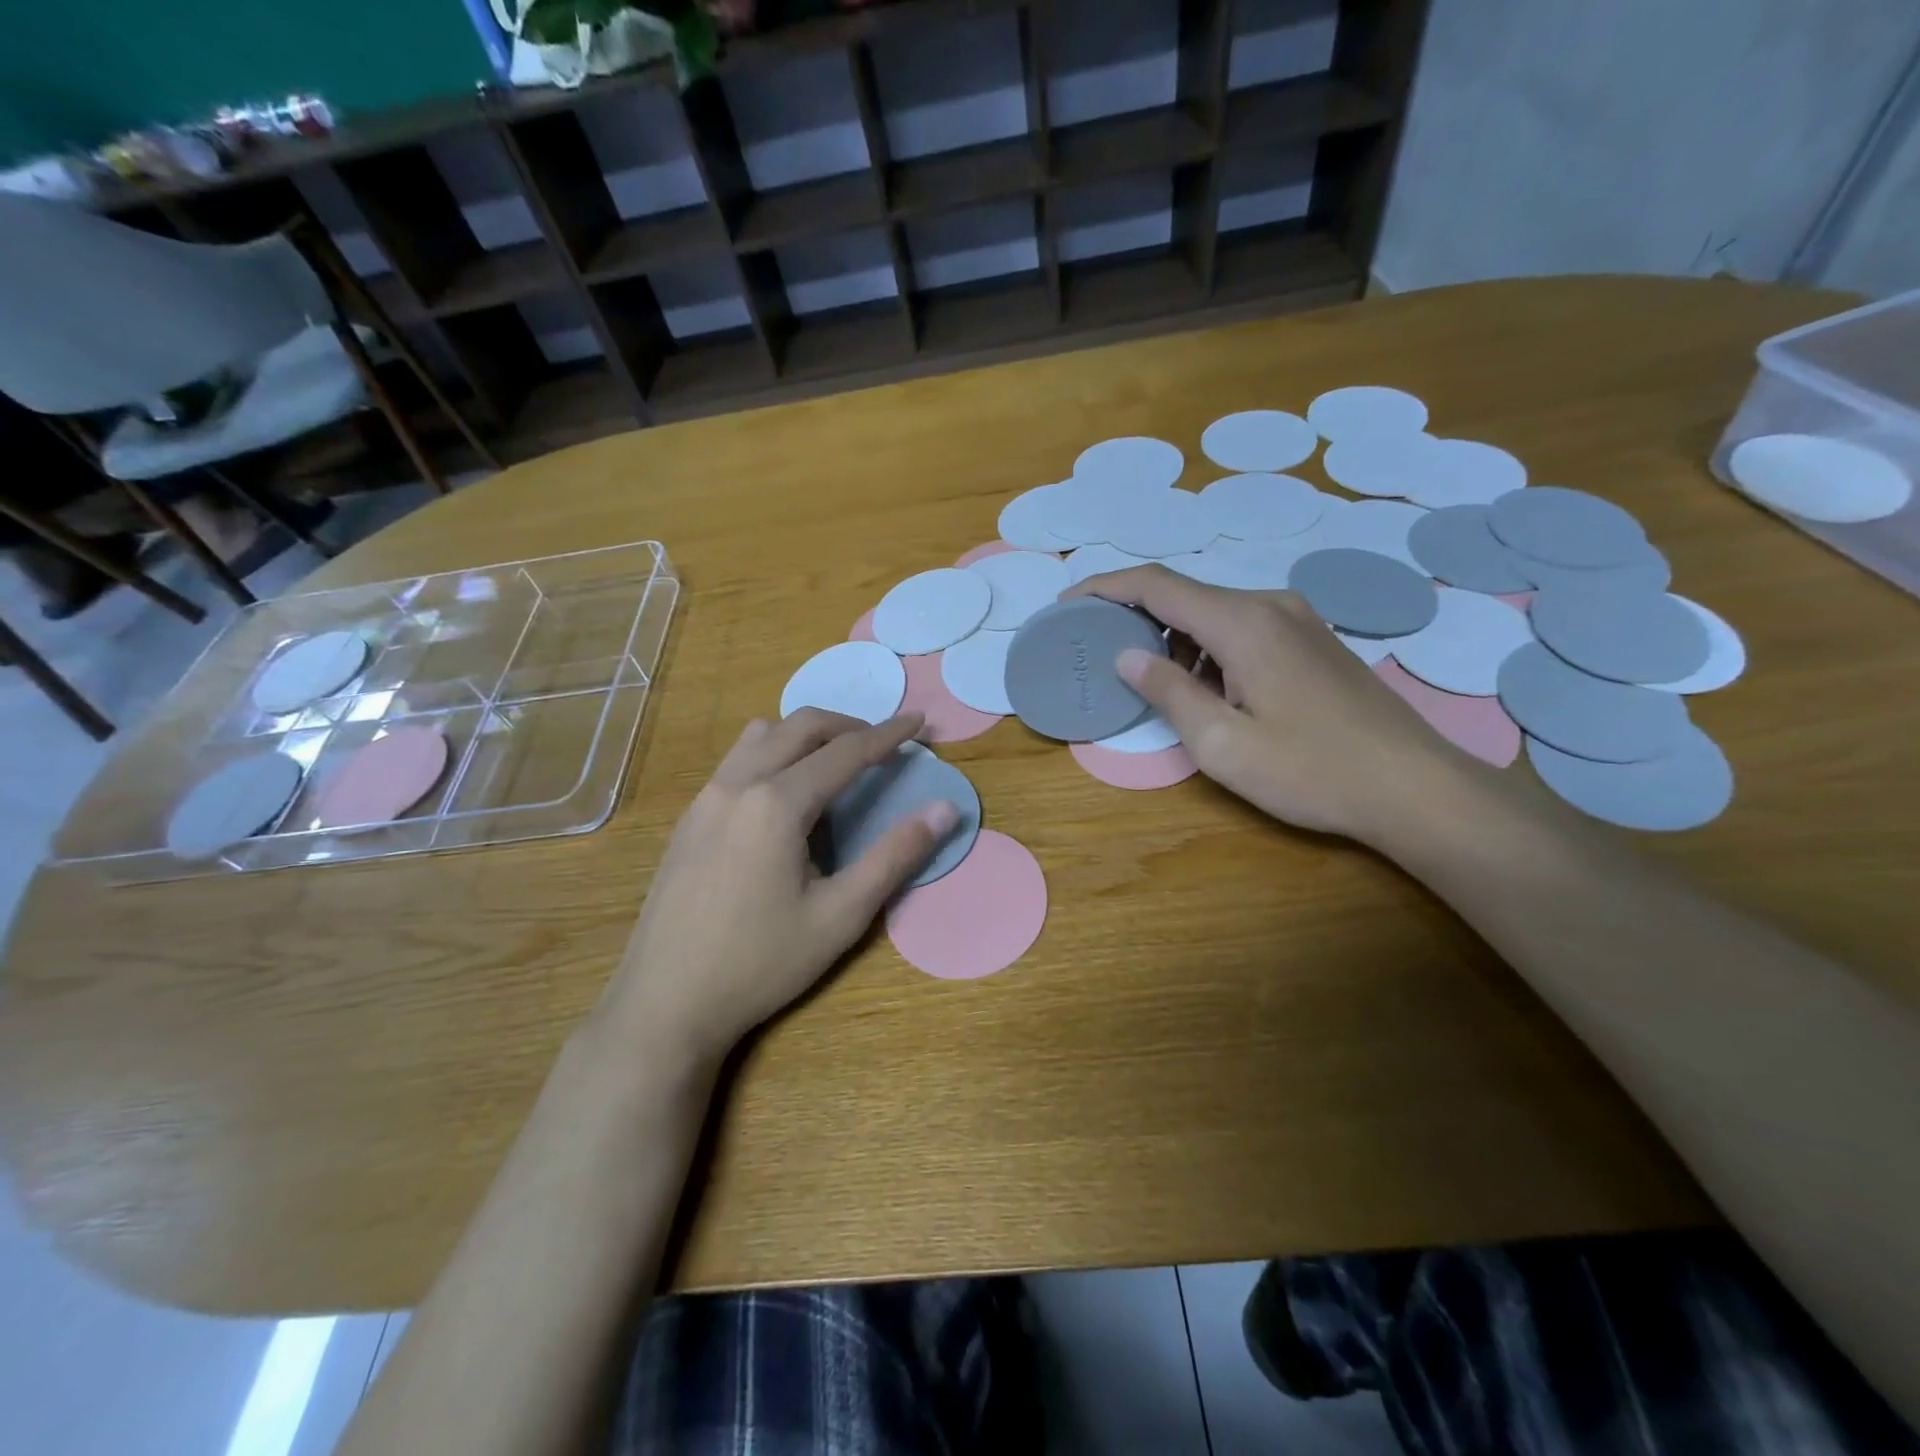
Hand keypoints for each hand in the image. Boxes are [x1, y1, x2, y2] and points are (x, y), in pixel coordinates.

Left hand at [600, 710, 957, 1064]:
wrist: (665, 1003)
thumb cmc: (760, 963)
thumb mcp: (840, 916)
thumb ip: (894, 856)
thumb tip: (944, 809)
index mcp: (778, 803)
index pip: (846, 751)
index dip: (889, 735)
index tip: (919, 721)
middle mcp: (738, 784)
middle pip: (800, 727)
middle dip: (848, 726)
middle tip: (883, 745)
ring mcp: (706, 798)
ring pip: (762, 736)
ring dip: (806, 735)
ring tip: (835, 763)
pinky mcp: (689, 819)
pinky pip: (737, 761)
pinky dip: (773, 754)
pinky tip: (784, 797)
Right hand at [1068, 566, 1474, 843]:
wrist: (1415, 788)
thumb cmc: (1311, 771)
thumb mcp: (1223, 744)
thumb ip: (1169, 692)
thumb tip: (1127, 656)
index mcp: (1243, 623)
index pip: (1156, 586)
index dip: (1105, 588)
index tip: (1068, 603)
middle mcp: (1270, 605)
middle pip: (1185, 596)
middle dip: (1137, 619)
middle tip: (1103, 654)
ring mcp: (1298, 620)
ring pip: (1214, 614)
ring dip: (1176, 640)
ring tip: (1156, 685)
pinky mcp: (1313, 641)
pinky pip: (1243, 629)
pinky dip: (1209, 649)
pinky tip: (1210, 692)